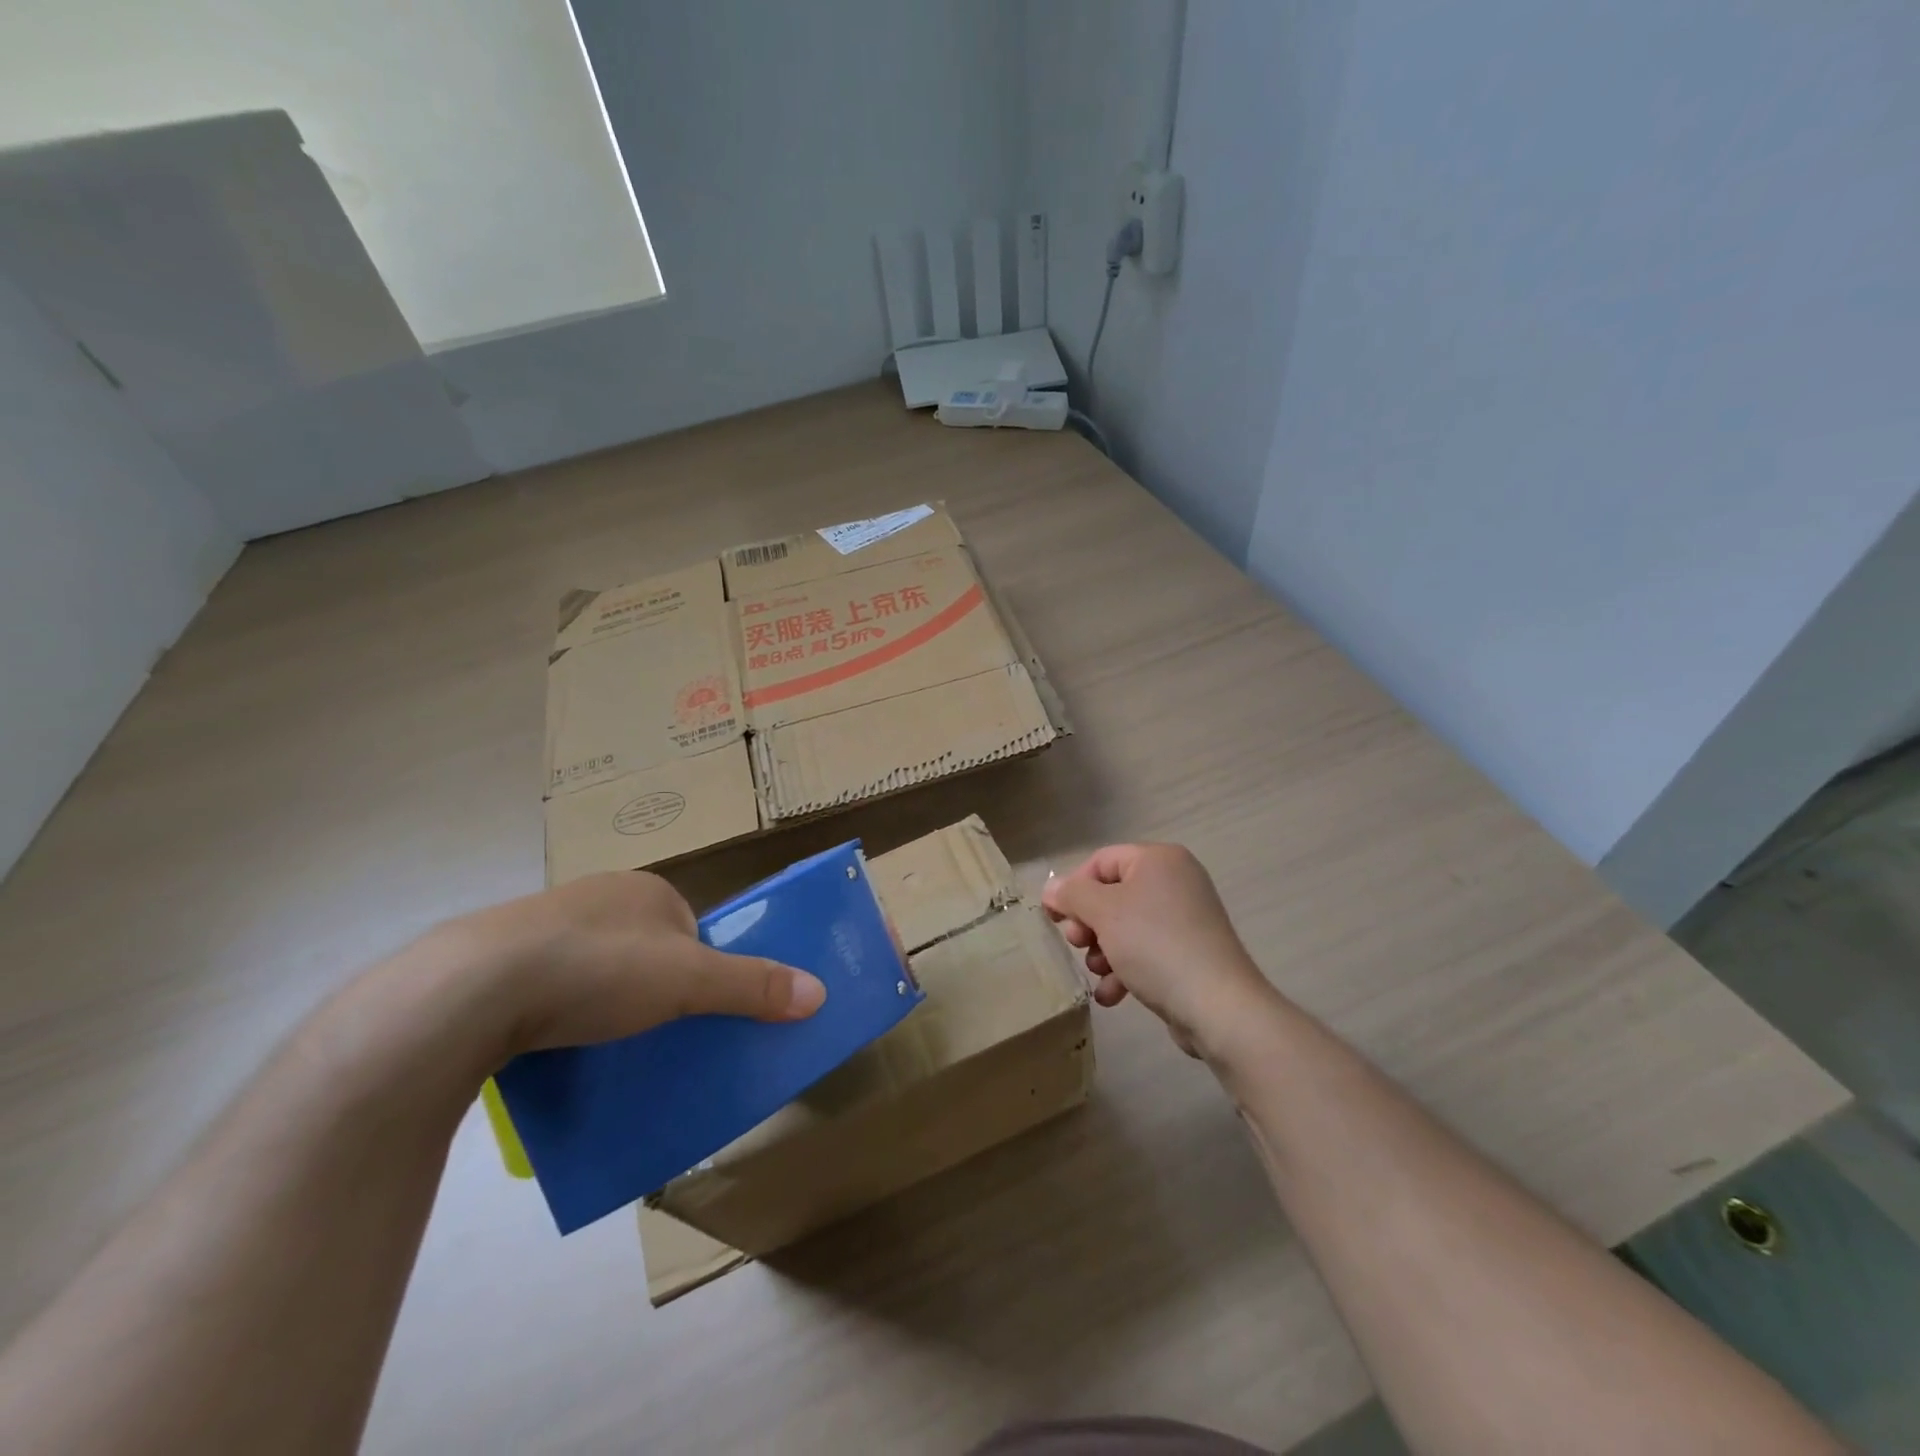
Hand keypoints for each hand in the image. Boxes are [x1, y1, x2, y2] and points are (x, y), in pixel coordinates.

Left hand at [444, 871, 826, 1055]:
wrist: (471, 988)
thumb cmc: (598, 968)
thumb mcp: (688, 981)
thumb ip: (752, 985)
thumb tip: (820, 992)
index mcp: (645, 889)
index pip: (689, 928)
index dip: (697, 967)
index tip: (689, 1009)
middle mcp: (596, 896)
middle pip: (642, 947)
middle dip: (649, 987)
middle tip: (648, 1032)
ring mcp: (540, 925)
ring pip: (592, 967)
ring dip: (600, 1001)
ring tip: (599, 1045)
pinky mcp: (495, 959)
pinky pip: (545, 985)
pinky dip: (555, 1011)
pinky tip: (549, 1044)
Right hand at [1041, 843, 1275, 1056]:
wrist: (1218, 1005)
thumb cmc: (1155, 944)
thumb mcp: (1104, 913)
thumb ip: (1072, 895)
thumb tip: (1051, 888)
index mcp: (1158, 860)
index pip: (1101, 861)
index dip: (1073, 888)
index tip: (1056, 919)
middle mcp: (1175, 881)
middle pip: (1112, 894)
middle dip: (1089, 924)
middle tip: (1078, 945)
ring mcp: (1185, 918)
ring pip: (1125, 927)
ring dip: (1103, 951)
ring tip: (1099, 974)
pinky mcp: (1189, 952)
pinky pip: (1146, 951)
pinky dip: (1125, 969)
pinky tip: (1113, 995)